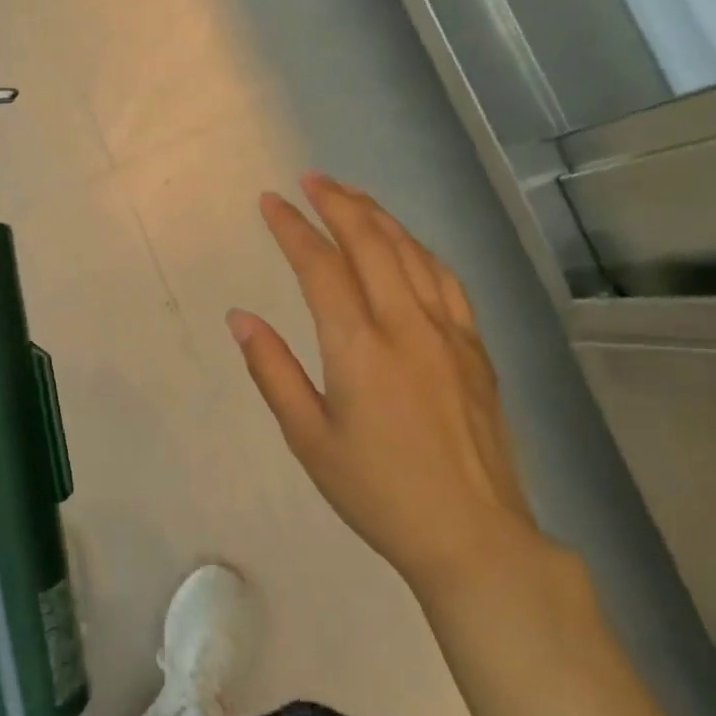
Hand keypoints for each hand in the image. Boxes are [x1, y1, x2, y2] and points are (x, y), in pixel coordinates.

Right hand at [228, 174, 551, 603]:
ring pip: (412, 253)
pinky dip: (419, 249)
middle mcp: (406, 325)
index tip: (270, 201)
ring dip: (379, 217)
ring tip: (352, 196)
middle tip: (311, 179)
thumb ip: (272, 370)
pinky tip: (407, 244)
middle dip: (337, 203)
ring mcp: (448, 333)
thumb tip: (240, 317)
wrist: (473, 536)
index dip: (292, 228)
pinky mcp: (475, 348)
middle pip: (371, 243)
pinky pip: (446, 279)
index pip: (320, 266)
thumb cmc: (378, 492)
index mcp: (358, 347)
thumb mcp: (308, 438)